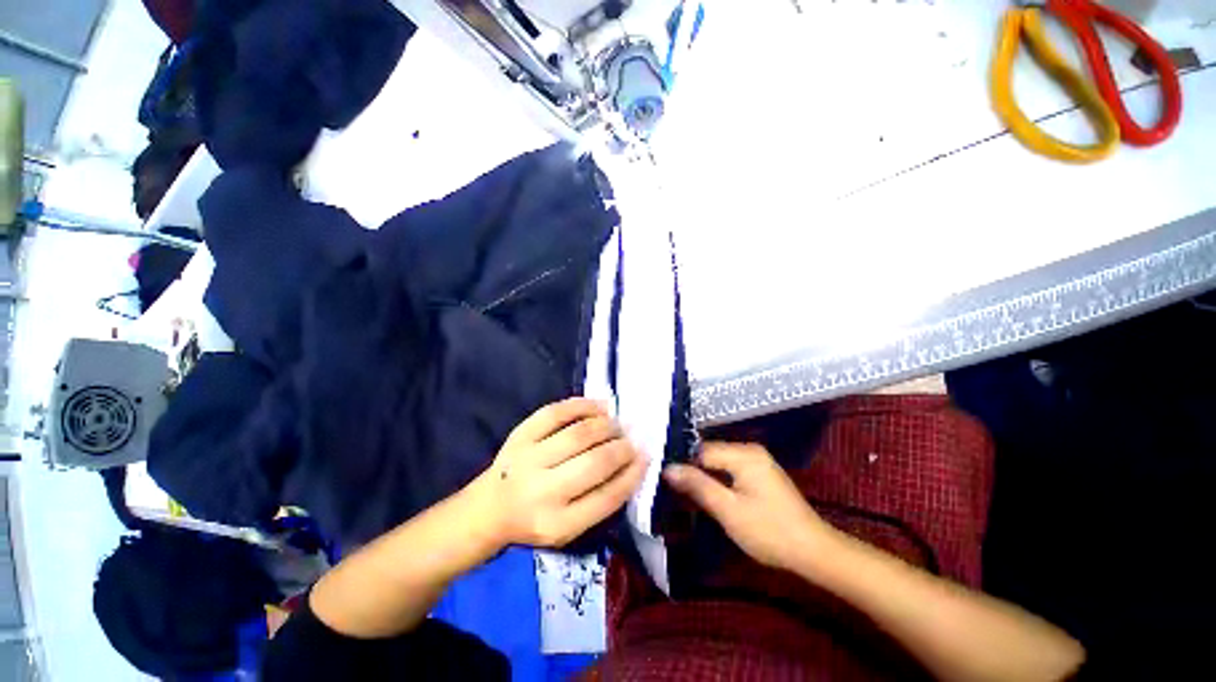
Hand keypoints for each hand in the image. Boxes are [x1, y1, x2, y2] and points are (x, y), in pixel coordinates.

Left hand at [472, 398, 647, 548]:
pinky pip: (555, 413)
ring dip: (606, 426)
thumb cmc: (535, 520)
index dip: (632, 474)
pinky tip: (599, 406)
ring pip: (578, 434)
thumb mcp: (568, 527)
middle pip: (595, 463)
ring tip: (618, 424)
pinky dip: (582, 405)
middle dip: (622, 448)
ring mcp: (528, 459)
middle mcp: (542, 492)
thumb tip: (633, 464)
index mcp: (557, 525)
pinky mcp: (519, 435)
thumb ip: (600, 501)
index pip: (607, 497)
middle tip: (632, 439)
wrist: (488, 508)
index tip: (646, 458)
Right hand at [663, 442, 832, 571]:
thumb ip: (697, 486)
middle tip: (682, 495)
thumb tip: (668, 468)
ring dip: (708, 479)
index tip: (672, 485)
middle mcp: (751, 451)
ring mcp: (759, 461)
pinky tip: (717, 498)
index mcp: (744, 454)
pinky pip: (733, 470)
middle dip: (697, 473)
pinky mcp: (763, 474)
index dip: (686, 467)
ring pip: (721, 463)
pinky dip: (722, 482)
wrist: (814, 552)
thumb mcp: (728, 510)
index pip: (702, 451)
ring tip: (694, 499)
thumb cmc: (769, 531)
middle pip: (711, 455)